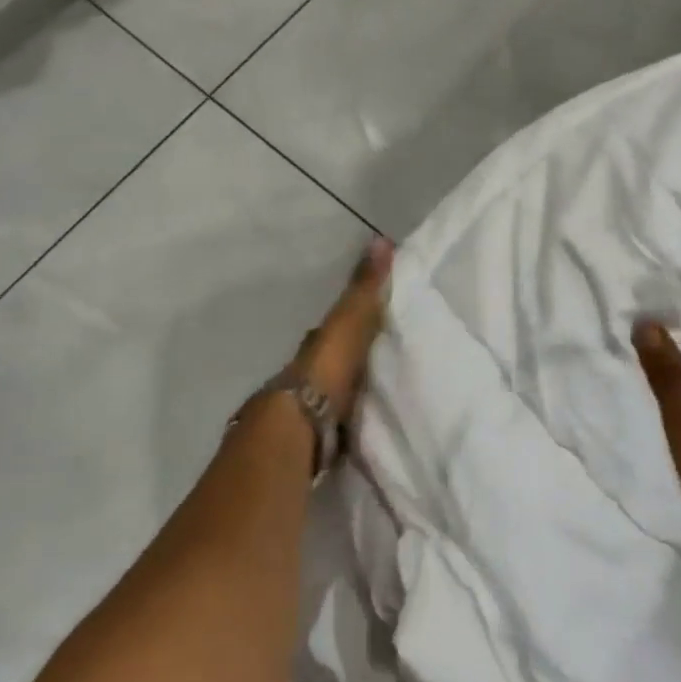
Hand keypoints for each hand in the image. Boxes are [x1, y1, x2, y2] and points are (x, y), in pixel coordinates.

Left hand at [291, 237, 393, 416]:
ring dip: (346, 396)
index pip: (331, 330)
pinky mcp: (314, 442)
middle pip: (329, 365)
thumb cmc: (325, 369)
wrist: (299, 426)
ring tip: (375, 399)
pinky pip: (335, 427)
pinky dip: (347, 425)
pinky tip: (362, 430)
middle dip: (348, 363)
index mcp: (315, 346)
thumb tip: (381, 240)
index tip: (371, 321)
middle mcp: (306, 375)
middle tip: (378, 364)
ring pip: (331, 396)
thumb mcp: (349, 321)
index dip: (349, 323)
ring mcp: (307, 410)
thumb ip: (364, 288)